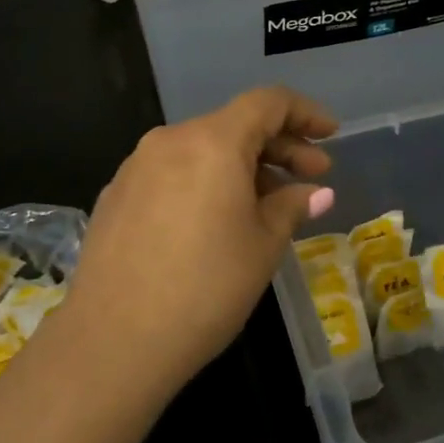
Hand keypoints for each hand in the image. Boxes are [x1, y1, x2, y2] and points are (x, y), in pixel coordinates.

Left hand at [65, 87, 337, 396]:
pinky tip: (216, 219)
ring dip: (242, 166)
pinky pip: (173, 172)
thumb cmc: (205, 288)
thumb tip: (315, 192)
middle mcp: (171, 139)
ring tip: (268, 203)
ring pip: (202, 149)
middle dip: (278, 145)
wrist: (112, 339)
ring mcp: (137, 165)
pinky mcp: (117, 194)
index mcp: (212, 141)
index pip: (267, 102)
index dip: (305, 112)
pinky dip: (205, 181)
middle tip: (312, 175)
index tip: (331, 134)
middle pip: (234, 124)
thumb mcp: (262, 247)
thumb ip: (291, 207)